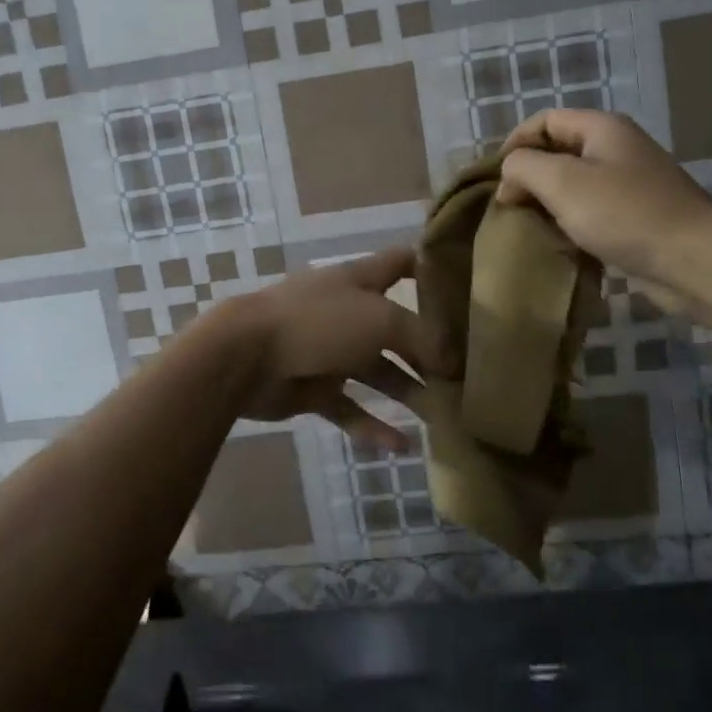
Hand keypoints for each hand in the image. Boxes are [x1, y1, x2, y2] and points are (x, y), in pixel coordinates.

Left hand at [223, 247, 451, 454]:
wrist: (246, 355)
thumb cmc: (318, 322)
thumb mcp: (380, 320)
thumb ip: (422, 338)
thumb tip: (452, 360)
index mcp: (360, 280)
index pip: (401, 263)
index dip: (430, 269)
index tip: (464, 286)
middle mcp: (348, 311)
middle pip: (396, 327)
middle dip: (428, 349)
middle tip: (465, 374)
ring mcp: (329, 350)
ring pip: (377, 371)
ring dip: (408, 391)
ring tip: (443, 415)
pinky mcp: (314, 387)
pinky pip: (349, 408)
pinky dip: (373, 426)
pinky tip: (401, 447)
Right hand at [494, 110, 711, 293]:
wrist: (694, 260)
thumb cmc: (624, 213)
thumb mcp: (561, 182)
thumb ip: (523, 167)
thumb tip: (509, 176)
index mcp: (602, 128)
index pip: (545, 120)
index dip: (514, 142)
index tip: (494, 178)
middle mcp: (617, 149)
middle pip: (558, 151)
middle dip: (528, 175)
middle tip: (507, 205)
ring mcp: (629, 184)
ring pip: (573, 184)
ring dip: (547, 202)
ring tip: (526, 225)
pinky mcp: (636, 217)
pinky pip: (591, 211)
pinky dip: (569, 222)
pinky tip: (558, 242)